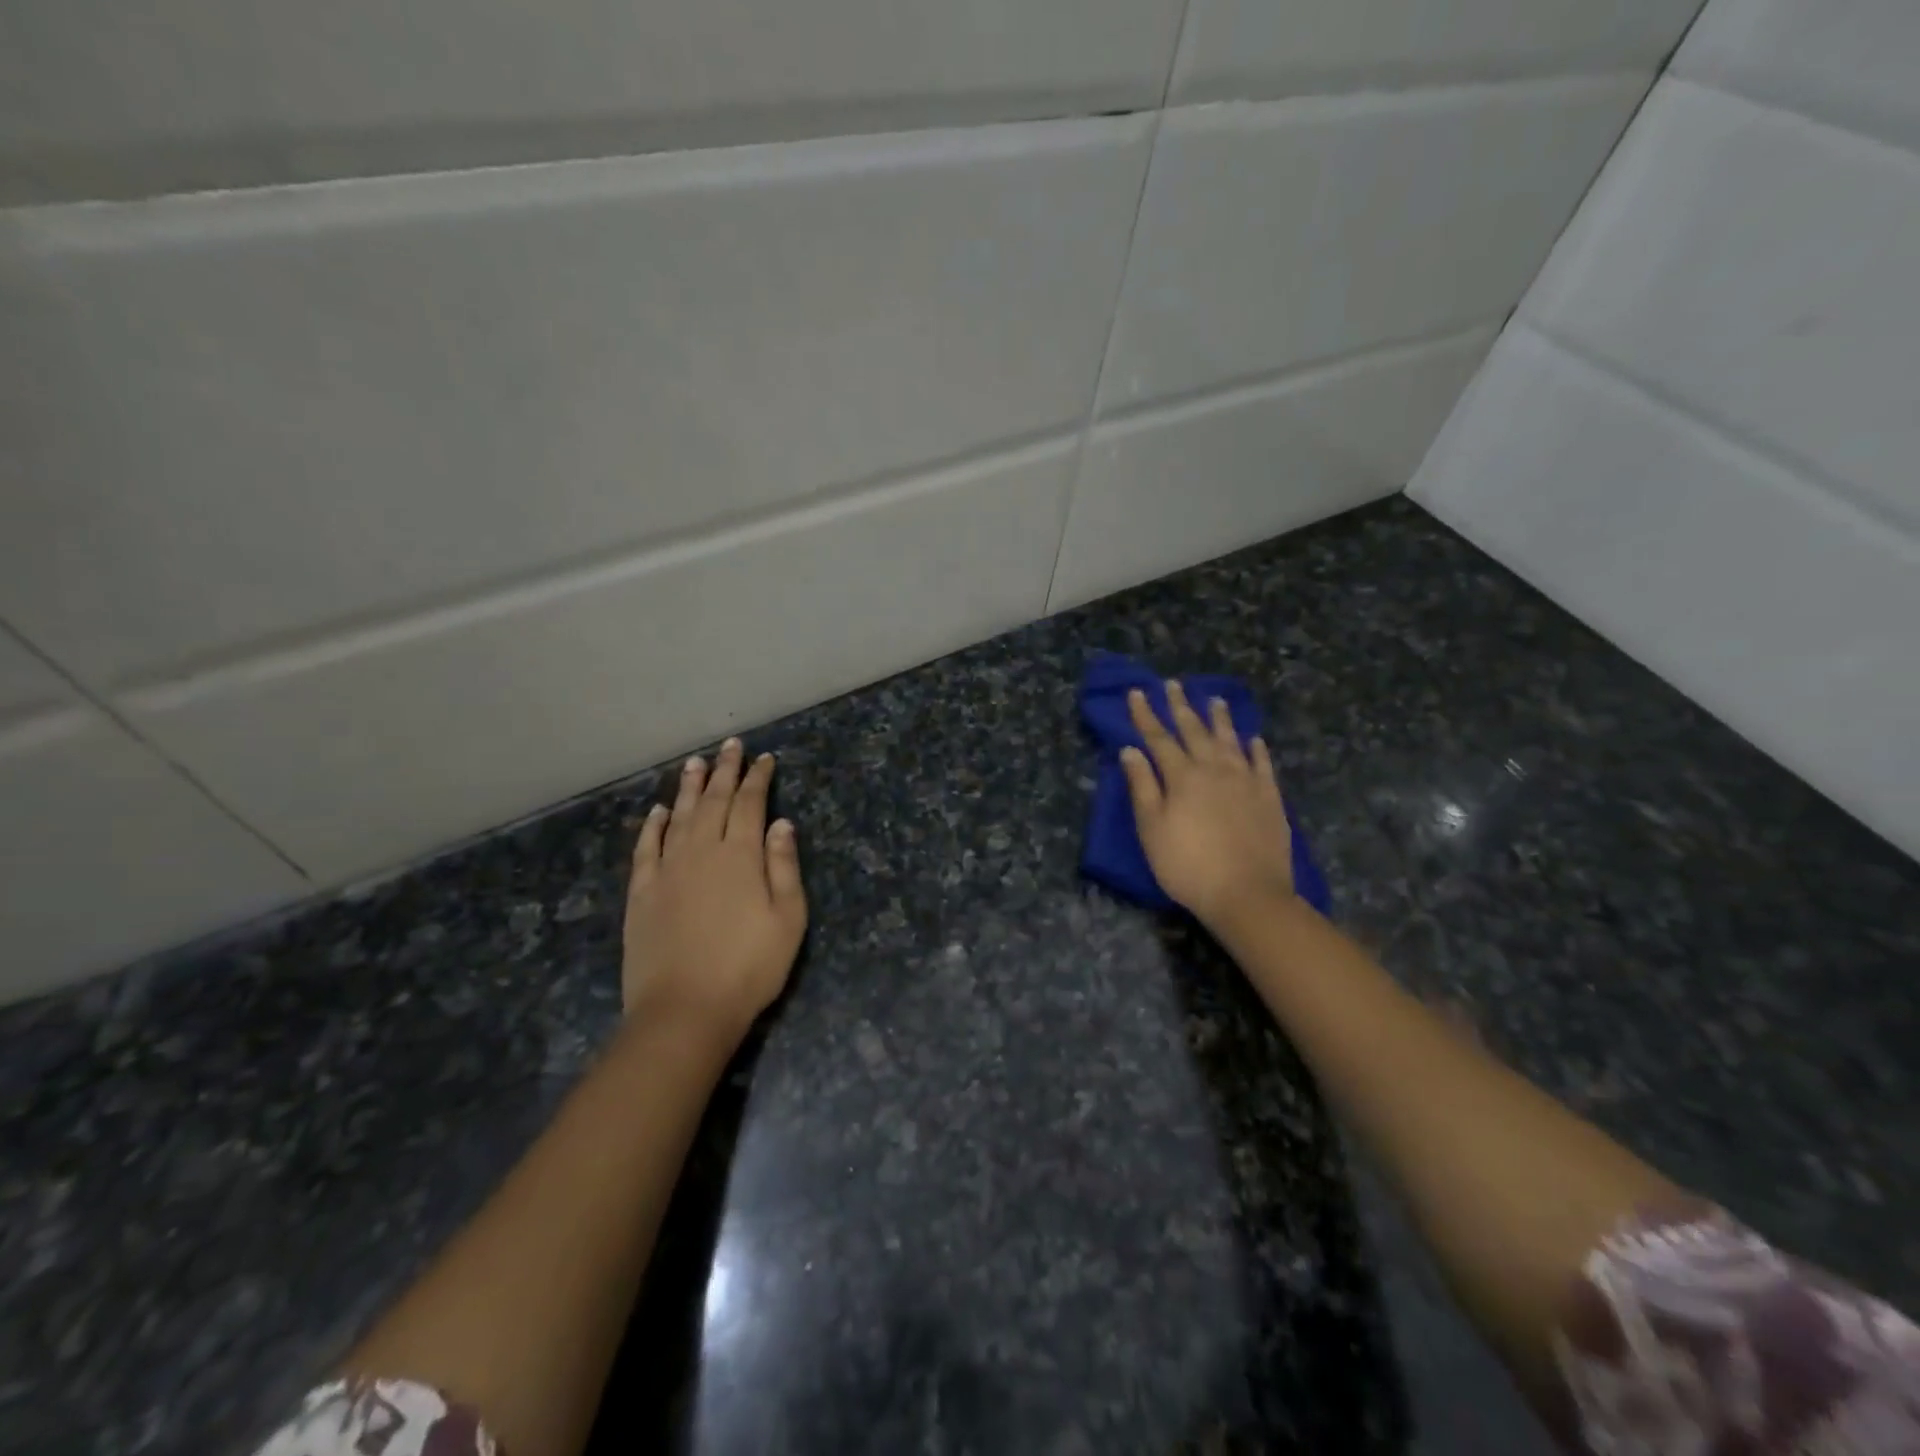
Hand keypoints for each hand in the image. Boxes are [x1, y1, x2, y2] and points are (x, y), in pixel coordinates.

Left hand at [622, 739, 806, 1041]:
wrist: (684, 1009)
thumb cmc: (749, 966)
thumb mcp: (788, 918)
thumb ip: (784, 866)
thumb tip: (782, 823)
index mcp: (741, 855)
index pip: (750, 804)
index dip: (758, 779)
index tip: (765, 759)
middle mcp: (702, 851)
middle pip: (713, 801)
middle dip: (724, 771)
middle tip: (730, 746)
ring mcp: (667, 870)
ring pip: (678, 816)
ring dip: (688, 788)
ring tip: (694, 762)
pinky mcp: (642, 892)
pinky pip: (646, 848)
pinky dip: (652, 826)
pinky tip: (657, 812)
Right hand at [1121, 680, 1294, 926]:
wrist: (1247, 893)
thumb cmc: (1188, 865)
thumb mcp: (1152, 829)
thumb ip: (1142, 787)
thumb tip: (1131, 750)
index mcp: (1182, 776)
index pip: (1159, 738)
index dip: (1146, 715)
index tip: (1137, 693)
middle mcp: (1215, 769)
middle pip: (1195, 731)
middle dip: (1181, 707)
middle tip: (1174, 684)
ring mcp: (1246, 781)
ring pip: (1230, 740)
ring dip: (1220, 719)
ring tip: (1215, 700)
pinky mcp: (1270, 798)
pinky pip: (1262, 764)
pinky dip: (1255, 748)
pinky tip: (1253, 739)